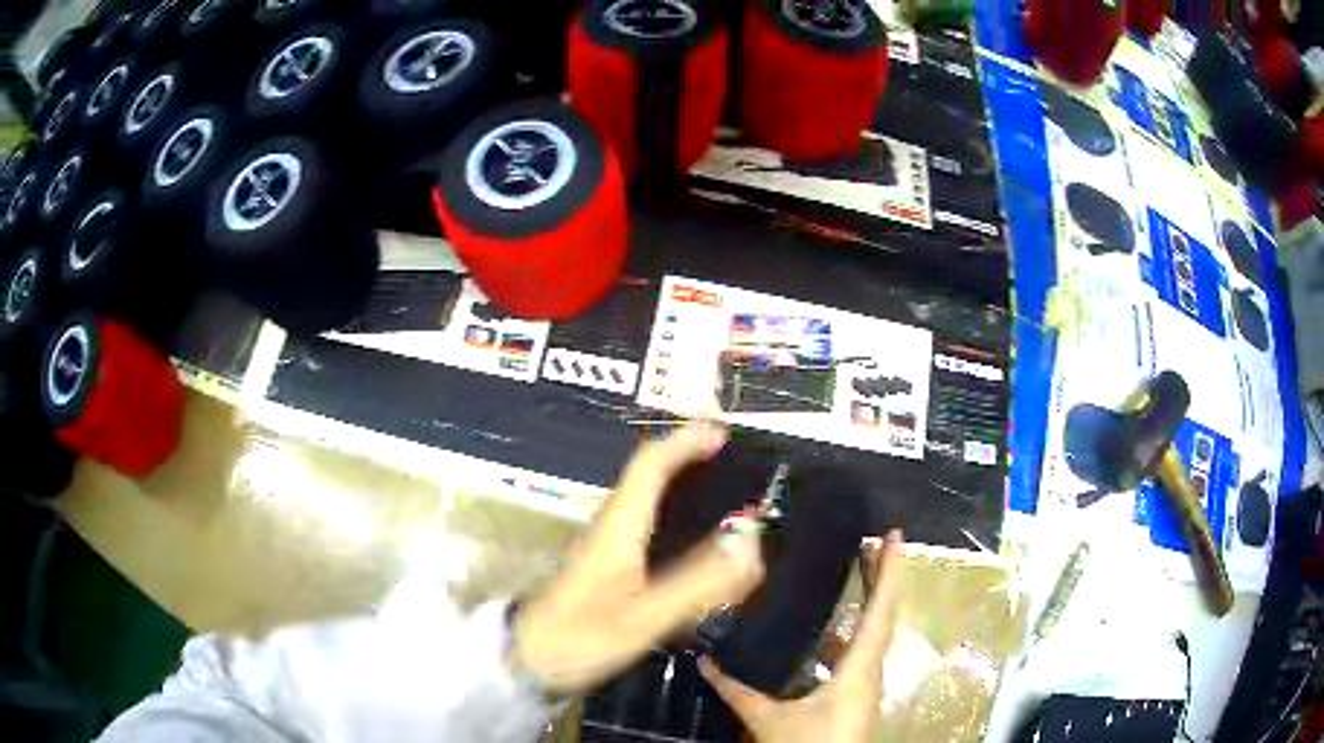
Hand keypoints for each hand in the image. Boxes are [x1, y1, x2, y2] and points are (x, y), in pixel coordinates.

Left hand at [512, 422, 764, 694]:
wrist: (531, 662)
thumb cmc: (581, 637)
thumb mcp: (643, 617)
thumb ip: (698, 584)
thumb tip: (750, 541)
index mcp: (617, 527)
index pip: (649, 466)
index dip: (684, 442)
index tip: (722, 432)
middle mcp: (611, 526)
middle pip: (649, 475)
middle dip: (689, 456)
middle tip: (733, 456)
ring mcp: (606, 546)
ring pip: (648, 499)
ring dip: (683, 483)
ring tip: (726, 490)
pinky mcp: (607, 567)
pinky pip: (648, 525)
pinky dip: (676, 514)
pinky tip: (697, 539)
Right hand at [699, 531, 904, 742]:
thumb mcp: (770, 720)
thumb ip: (738, 692)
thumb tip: (705, 663)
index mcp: (859, 668)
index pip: (881, 610)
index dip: (889, 571)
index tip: (894, 535)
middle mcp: (869, 670)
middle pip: (880, 616)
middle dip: (877, 578)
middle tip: (867, 542)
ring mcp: (864, 685)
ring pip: (867, 637)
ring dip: (860, 608)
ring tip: (842, 581)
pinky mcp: (854, 697)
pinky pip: (854, 657)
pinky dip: (841, 640)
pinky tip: (817, 638)